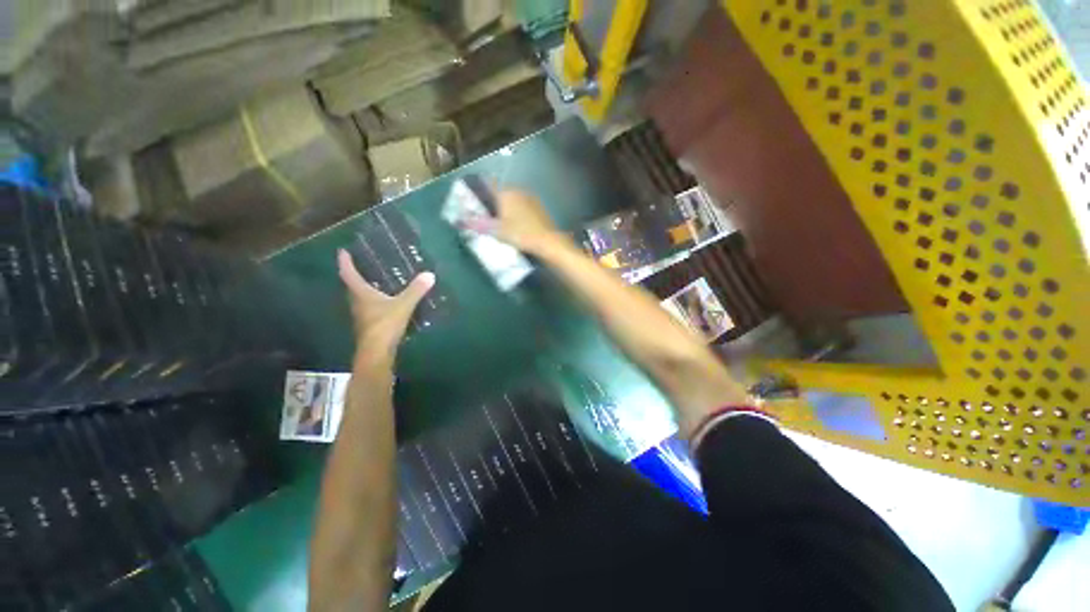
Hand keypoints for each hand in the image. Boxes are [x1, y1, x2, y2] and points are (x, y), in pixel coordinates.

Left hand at [337, 249, 433, 357]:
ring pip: (359, 298)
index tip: (343, 251)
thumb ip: (416, 290)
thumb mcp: (403, 306)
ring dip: (364, 288)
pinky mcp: (369, 325)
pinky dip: (374, 301)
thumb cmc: (385, 325)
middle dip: (354, 274)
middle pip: (351, 286)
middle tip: (362, 264)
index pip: (348, 274)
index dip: (345, 262)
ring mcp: (362, 315)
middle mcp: (357, 303)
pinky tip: (385, 302)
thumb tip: (429, 274)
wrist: (377, 352)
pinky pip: (368, 307)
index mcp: (361, 294)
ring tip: (375, 280)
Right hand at [466, 189, 564, 253]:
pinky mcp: (539, 208)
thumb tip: (461, 221)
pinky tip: (517, 223)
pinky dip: (518, 211)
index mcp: (506, 193)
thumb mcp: (497, 231)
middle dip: (494, 200)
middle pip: (502, 192)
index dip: (481, 190)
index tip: (475, 198)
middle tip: (487, 213)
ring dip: (507, 206)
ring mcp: (531, 198)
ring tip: (501, 219)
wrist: (547, 241)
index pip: (490, 185)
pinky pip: (523, 205)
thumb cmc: (520, 234)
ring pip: (513, 198)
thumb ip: (478, 225)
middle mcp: (518, 191)